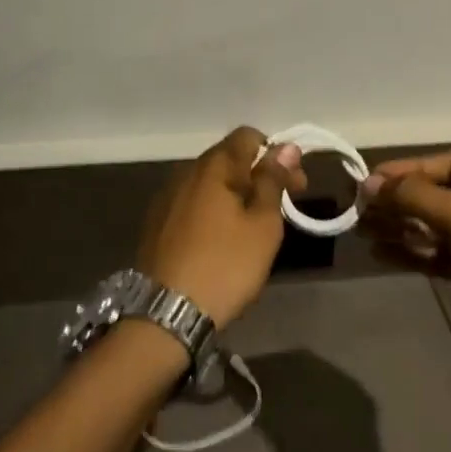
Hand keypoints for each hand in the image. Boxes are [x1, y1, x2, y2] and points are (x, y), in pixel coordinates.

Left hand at [136, 127, 305, 330]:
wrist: (166, 314)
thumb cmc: (225, 265)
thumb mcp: (263, 225)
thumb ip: (273, 181)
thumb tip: (286, 147)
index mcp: (213, 166)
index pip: (247, 136)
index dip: (276, 153)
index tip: (293, 184)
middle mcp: (186, 173)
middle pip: (228, 159)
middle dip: (259, 175)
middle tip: (283, 207)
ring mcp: (167, 198)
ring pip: (210, 183)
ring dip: (237, 194)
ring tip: (255, 227)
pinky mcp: (157, 224)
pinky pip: (193, 204)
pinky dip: (214, 211)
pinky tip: (223, 239)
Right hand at [358, 151, 450, 368]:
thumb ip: (415, 196)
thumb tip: (370, 183)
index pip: (449, 162)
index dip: (410, 169)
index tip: (372, 181)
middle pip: (439, 194)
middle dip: (399, 200)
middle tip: (360, 208)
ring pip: (435, 226)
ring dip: (400, 226)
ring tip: (361, 229)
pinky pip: (438, 253)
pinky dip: (411, 252)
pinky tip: (379, 252)